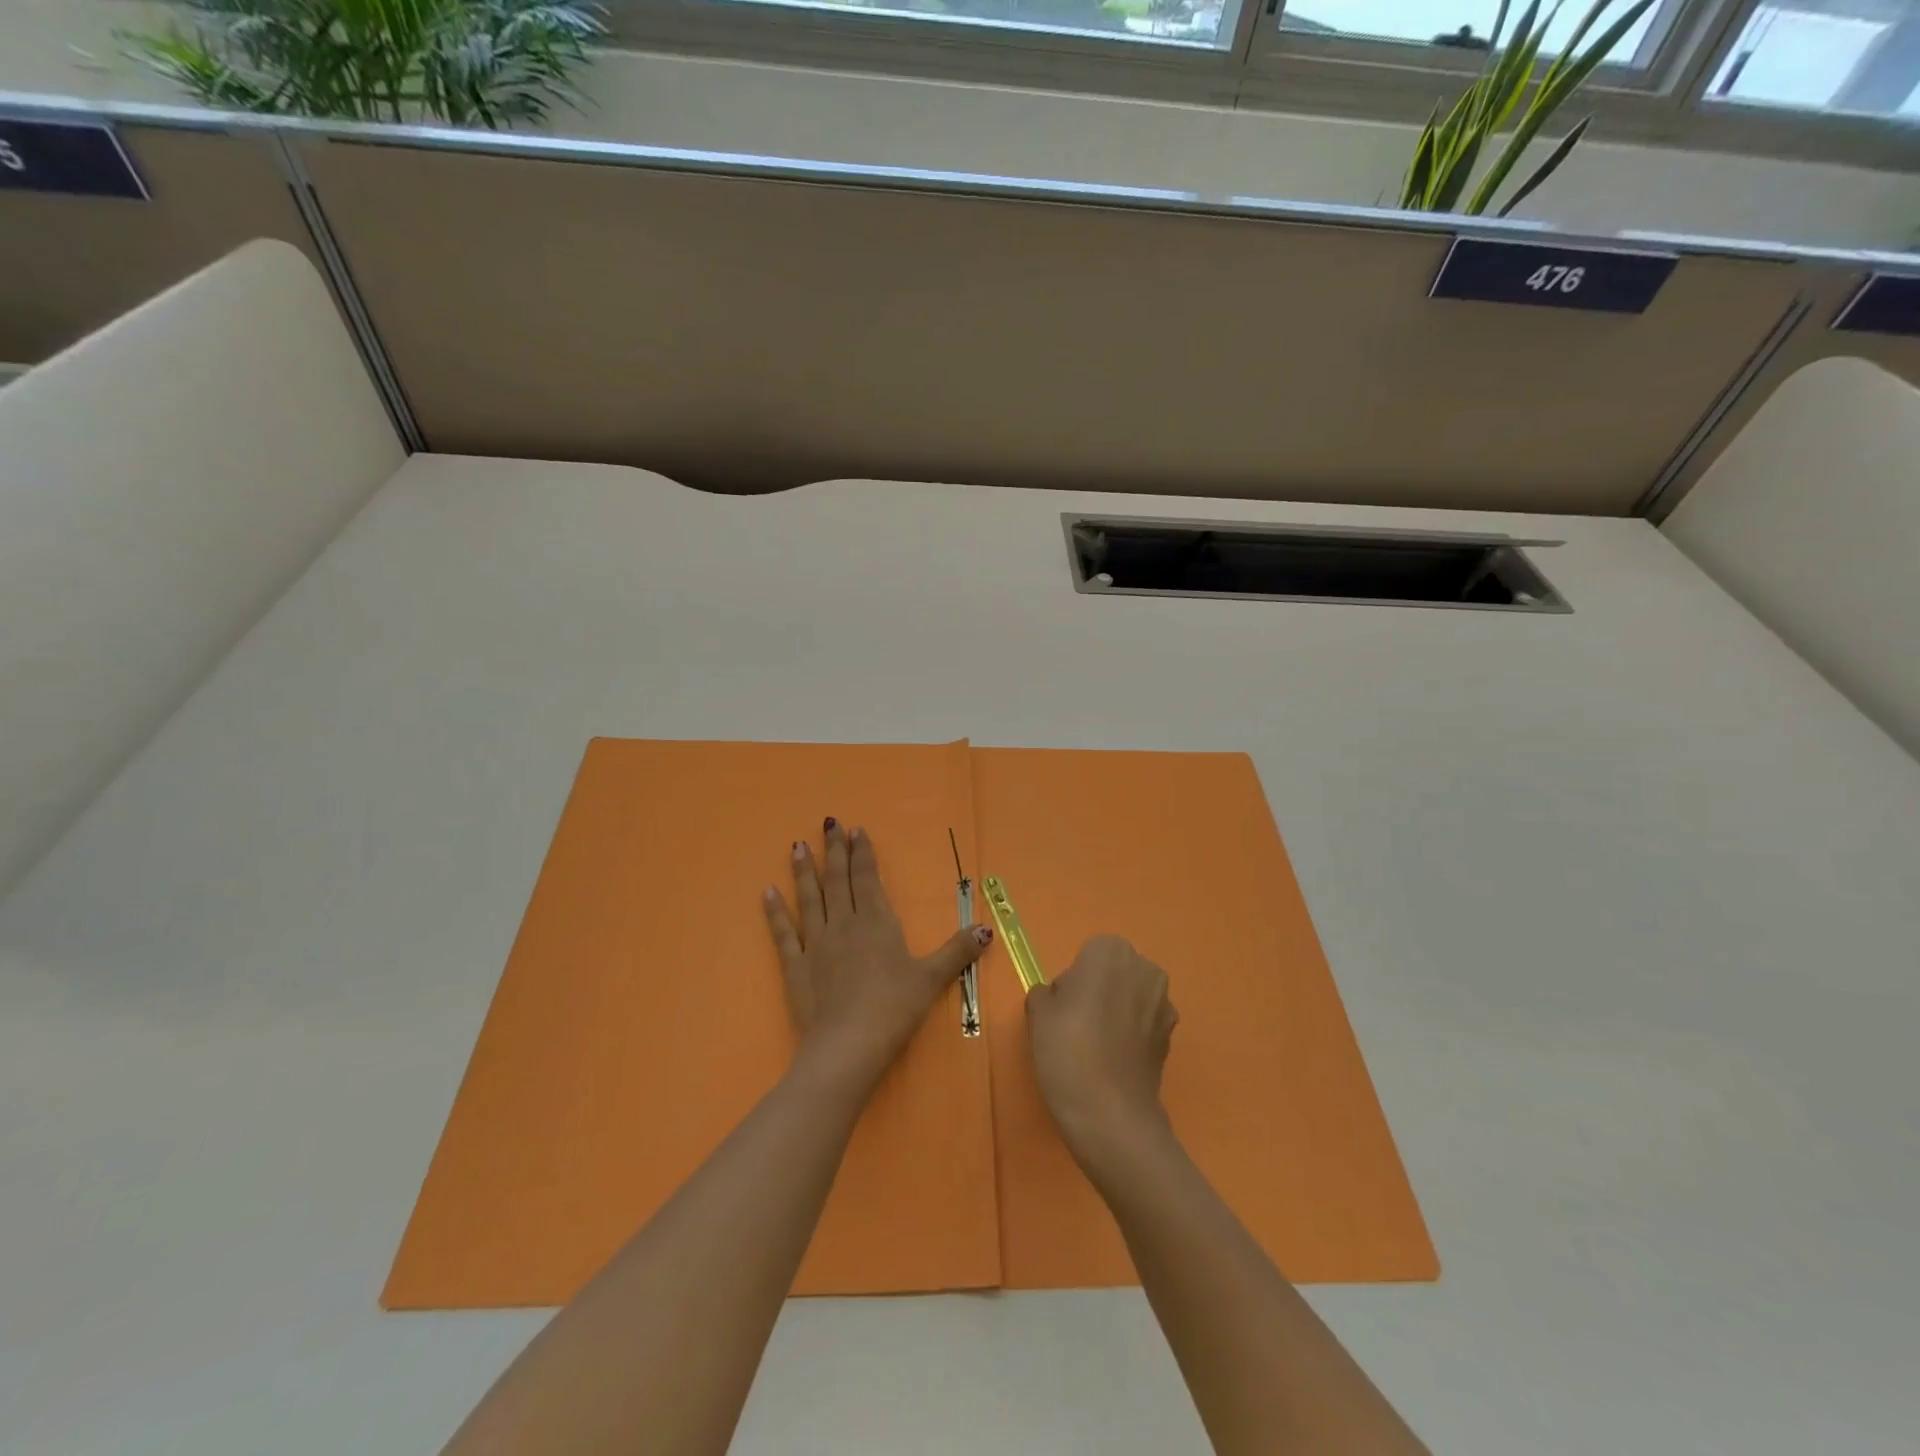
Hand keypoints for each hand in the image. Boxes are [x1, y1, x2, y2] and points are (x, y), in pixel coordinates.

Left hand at [764, 819, 991, 1092]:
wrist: (847, 1045)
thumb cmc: (894, 1008)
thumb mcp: (932, 979)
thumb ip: (957, 951)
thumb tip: (986, 928)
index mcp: (876, 922)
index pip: (868, 878)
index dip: (862, 853)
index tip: (856, 830)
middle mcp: (843, 924)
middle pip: (838, 880)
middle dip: (835, 851)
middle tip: (828, 823)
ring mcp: (816, 944)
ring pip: (809, 898)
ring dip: (804, 871)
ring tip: (798, 845)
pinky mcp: (795, 966)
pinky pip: (784, 933)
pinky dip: (775, 912)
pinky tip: (767, 892)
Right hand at [1027, 935, 1178, 1163]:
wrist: (1110, 1113)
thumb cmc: (1067, 1049)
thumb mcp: (1038, 1013)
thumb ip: (1046, 993)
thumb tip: (1061, 998)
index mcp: (1111, 952)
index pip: (1090, 952)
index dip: (1075, 977)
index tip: (1064, 1006)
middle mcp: (1145, 969)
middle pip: (1116, 970)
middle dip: (1100, 989)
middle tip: (1077, 1023)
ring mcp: (1164, 1003)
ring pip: (1133, 996)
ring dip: (1119, 1011)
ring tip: (1096, 1046)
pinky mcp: (1172, 1037)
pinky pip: (1145, 1023)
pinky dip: (1133, 1035)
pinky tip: (1114, 1062)